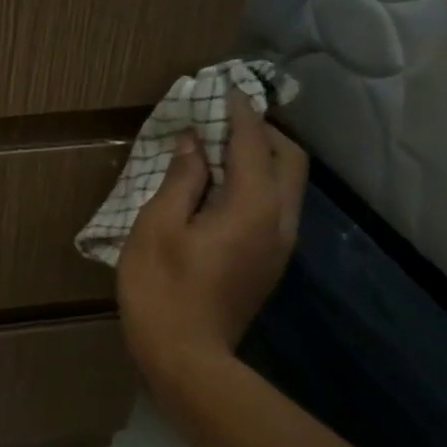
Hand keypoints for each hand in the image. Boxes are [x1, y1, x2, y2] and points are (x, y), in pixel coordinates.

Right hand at [117, 93, 308, 393]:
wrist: (186, 357)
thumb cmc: (162, 289)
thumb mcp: (157, 228)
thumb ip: (181, 180)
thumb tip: (193, 144)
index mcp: (252, 207)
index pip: (253, 144)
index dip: (239, 113)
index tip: (224, 89)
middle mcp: (280, 221)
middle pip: (289, 160)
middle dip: (263, 132)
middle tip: (225, 120)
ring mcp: (280, 245)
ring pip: (289, 184)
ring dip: (263, 158)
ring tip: (222, 150)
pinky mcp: (270, 263)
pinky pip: (277, 206)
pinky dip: (259, 184)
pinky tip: (223, 189)